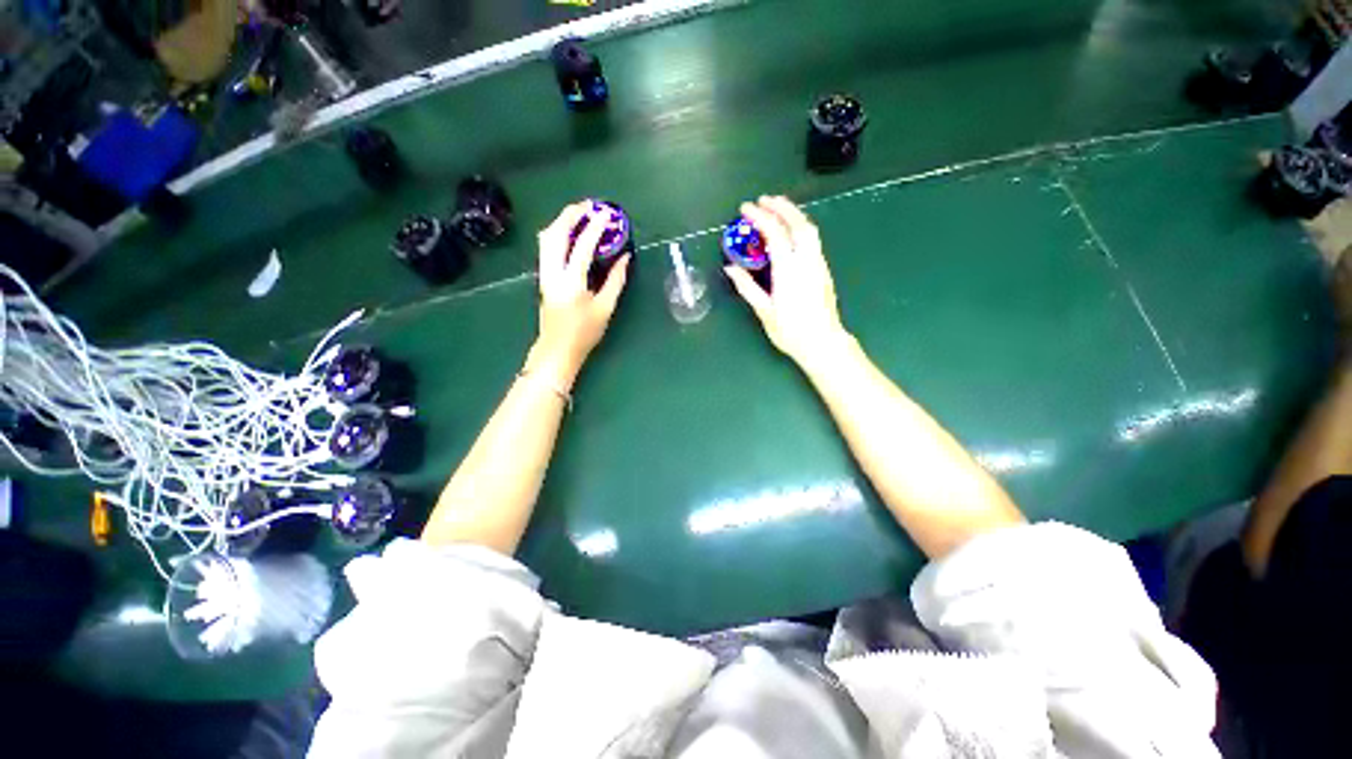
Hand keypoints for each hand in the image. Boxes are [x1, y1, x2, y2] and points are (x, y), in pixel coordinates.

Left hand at [529, 201, 630, 386]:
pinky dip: (558, 232)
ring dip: (562, 221)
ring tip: (580, 213)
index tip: (607, 214)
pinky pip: (546, 246)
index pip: (582, 246)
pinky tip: (570, 232)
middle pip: (556, 233)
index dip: (595, 228)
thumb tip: (625, 257)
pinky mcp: (543, 276)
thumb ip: (616, 280)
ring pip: (546, 237)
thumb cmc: (584, 332)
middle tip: (589, 205)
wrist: (556, 349)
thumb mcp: (605, 308)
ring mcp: (544, 273)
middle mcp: (553, 273)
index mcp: (571, 282)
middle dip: (571, 214)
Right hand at [725, 196, 850, 365]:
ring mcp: (818, 264)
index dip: (760, 217)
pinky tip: (791, 230)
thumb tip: (730, 268)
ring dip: (793, 214)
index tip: (745, 208)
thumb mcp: (764, 311)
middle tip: (764, 199)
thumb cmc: (791, 331)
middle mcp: (806, 261)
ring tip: (778, 207)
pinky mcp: (823, 269)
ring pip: (809, 229)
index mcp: (788, 270)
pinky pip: (813, 239)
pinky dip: (800, 226)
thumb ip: (747, 287)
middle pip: (797, 223)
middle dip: (781, 206)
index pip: (775, 233)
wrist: (823, 342)